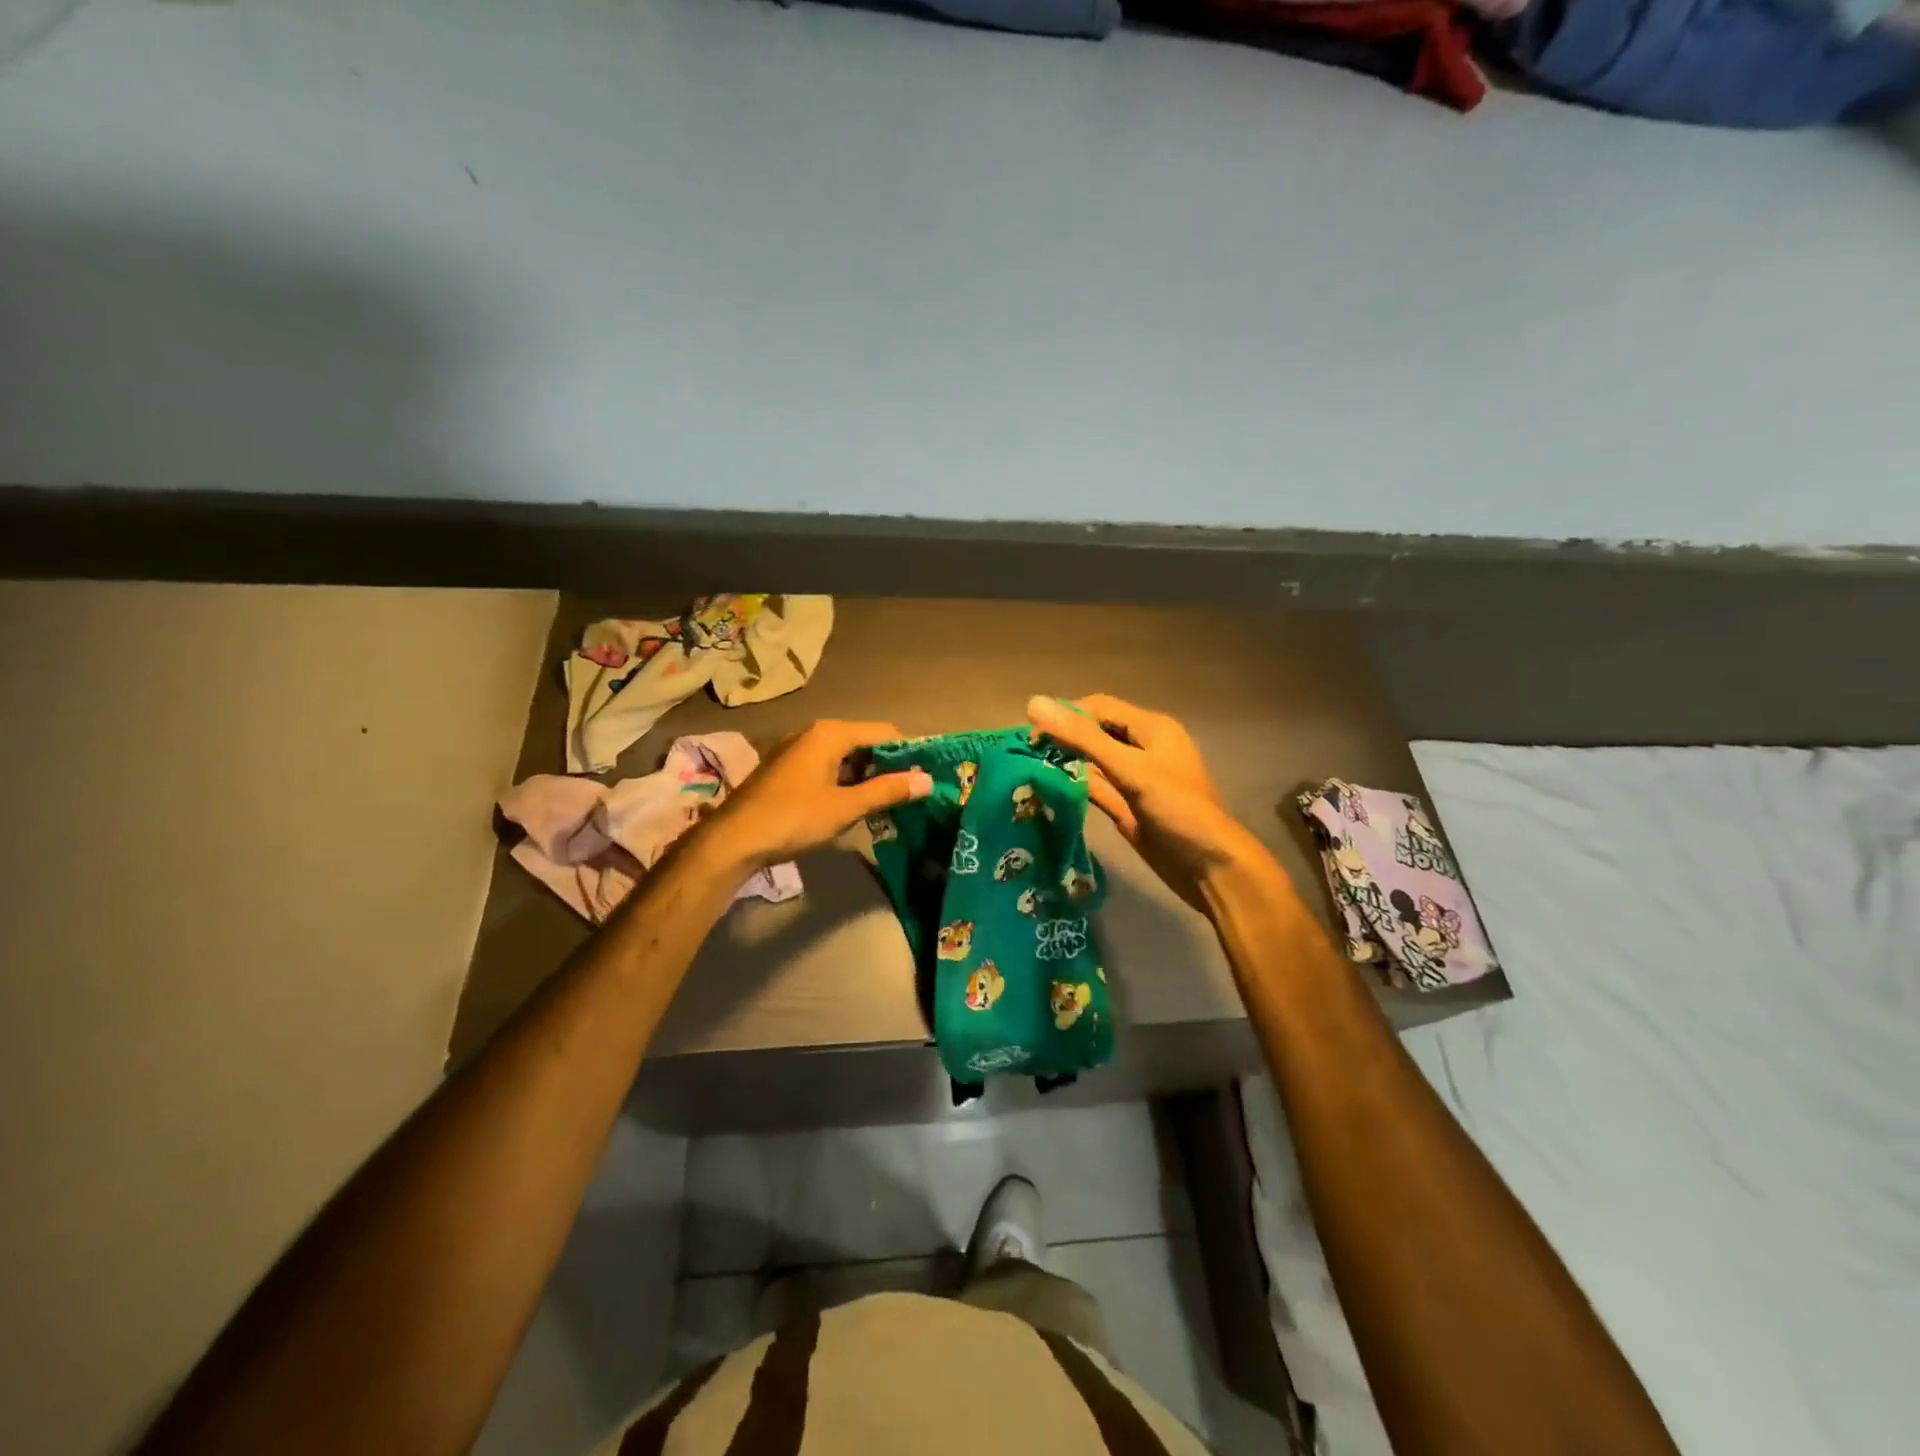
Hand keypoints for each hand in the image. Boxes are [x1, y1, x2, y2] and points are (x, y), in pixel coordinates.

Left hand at [701, 720, 931, 868]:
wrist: (733, 840)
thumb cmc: (794, 818)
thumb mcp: (846, 807)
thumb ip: (887, 791)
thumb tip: (927, 780)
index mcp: (831, 733)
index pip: (884, 732)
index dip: (908, 752)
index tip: (926, 775)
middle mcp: (813, 733)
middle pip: (864, 742)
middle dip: (887, 766)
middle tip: (910, 793)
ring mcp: (796, 750)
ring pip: (844, 757)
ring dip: (866, 776)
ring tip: (887, 803)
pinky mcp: (786, 769)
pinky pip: (826, 767)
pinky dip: (844, 781)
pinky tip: (853, 805)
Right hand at [1027, 694, 1255, 909]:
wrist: (1210, 868)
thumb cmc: (1177, 809)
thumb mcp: (1130, 769)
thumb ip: (1083, 738)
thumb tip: (1035, 703)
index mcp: (1151, 729)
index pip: (1099, 708)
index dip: (1065, 714)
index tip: (1031, 733)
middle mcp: (1142, 749)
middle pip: (1095, 732)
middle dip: (1063, 736)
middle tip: (1027, 752)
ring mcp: (1134, 780)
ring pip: (1092, 762)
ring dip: (1065, 762)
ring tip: (1029, 766)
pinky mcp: (1127, 807)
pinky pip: (1095, 788)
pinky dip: (1074, 786)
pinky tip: (1047, 789)